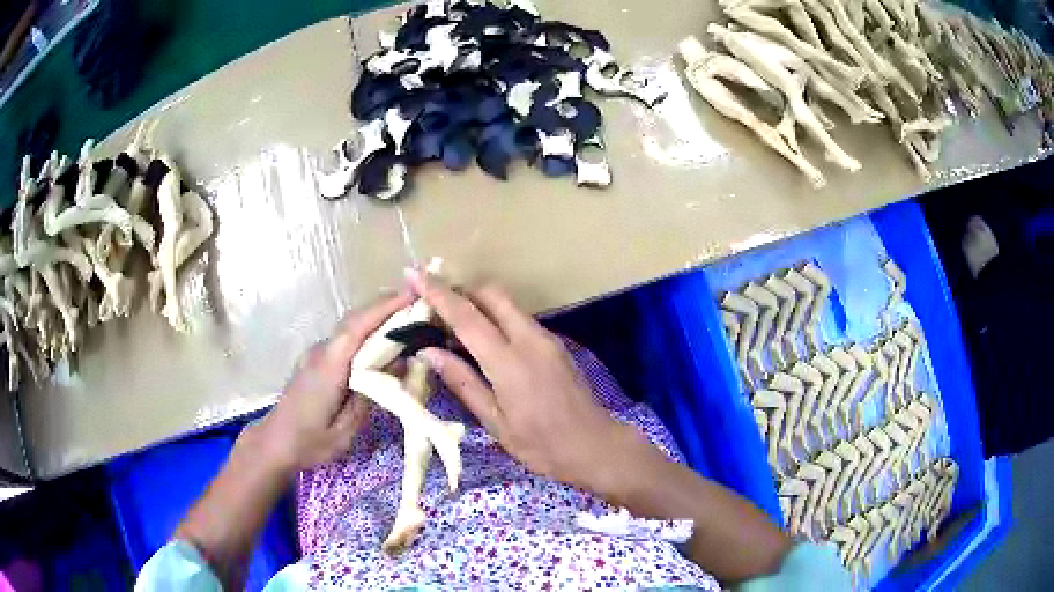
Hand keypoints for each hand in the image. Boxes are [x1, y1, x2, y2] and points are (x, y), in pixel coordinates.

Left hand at [255, 292, 415, 472]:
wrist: (275, 443)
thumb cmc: (310, 442)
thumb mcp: (345, 429)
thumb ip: (369, 395)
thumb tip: (395, 366)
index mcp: (329, 366)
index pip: (357, 327)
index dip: (384, 308)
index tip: (413, 296)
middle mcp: (321, 352)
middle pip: (354, 320)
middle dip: (386, 307)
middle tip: (419, 306)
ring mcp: (316, 354)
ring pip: (349, 328)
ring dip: (376, 319)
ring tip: (407, 320)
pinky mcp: (316, 360)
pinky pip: (344, 340)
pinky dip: (366, 333)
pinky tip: (382, 343)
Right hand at [407, 271, 636, 491]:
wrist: (595, 446)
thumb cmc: (541, 445)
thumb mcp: (495, 421)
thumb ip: (462, 382)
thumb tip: (428, 351)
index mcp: (509, 361)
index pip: (466, 316)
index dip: (437, 293)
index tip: (414, 275)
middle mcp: (530, 339)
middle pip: (491, 294)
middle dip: (461, 291)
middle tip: (434, 306)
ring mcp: (546, 338)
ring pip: (507, 304)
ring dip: (479, 304)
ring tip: (452, 326)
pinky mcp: (555, 344)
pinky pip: (519, 319)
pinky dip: (496, 318)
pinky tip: (483, 342)